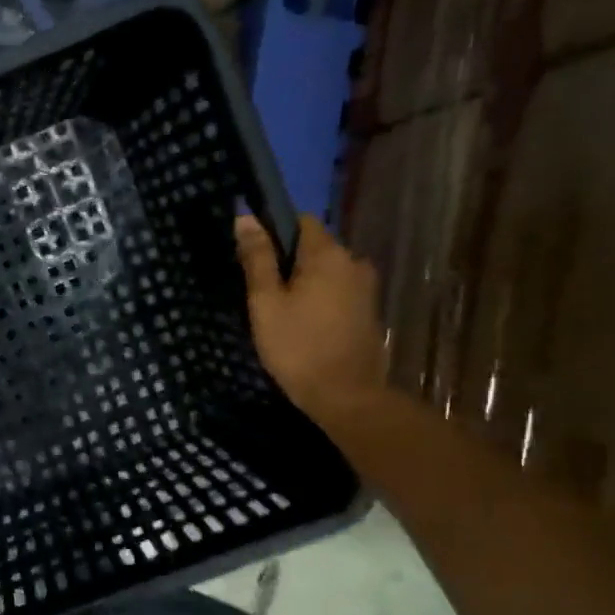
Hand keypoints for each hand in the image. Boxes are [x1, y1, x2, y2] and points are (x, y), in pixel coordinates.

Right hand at [236, 214, 386, 426]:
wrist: (346, 395)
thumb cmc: (297, 346)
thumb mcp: (266, 302)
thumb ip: (257, 259)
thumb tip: (246, 218)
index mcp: (327, 254)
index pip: (300, 220)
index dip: (274, 230)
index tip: (253, 256)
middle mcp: (353, 262)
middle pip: (314, 246)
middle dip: (287, 260)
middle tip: (260, 290)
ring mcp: (365, 287)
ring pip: (326, 270)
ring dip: (303, 281)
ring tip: (279, 309)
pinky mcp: (368, 310)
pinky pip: (337, 290)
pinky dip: (318, 297)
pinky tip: (302, 322)